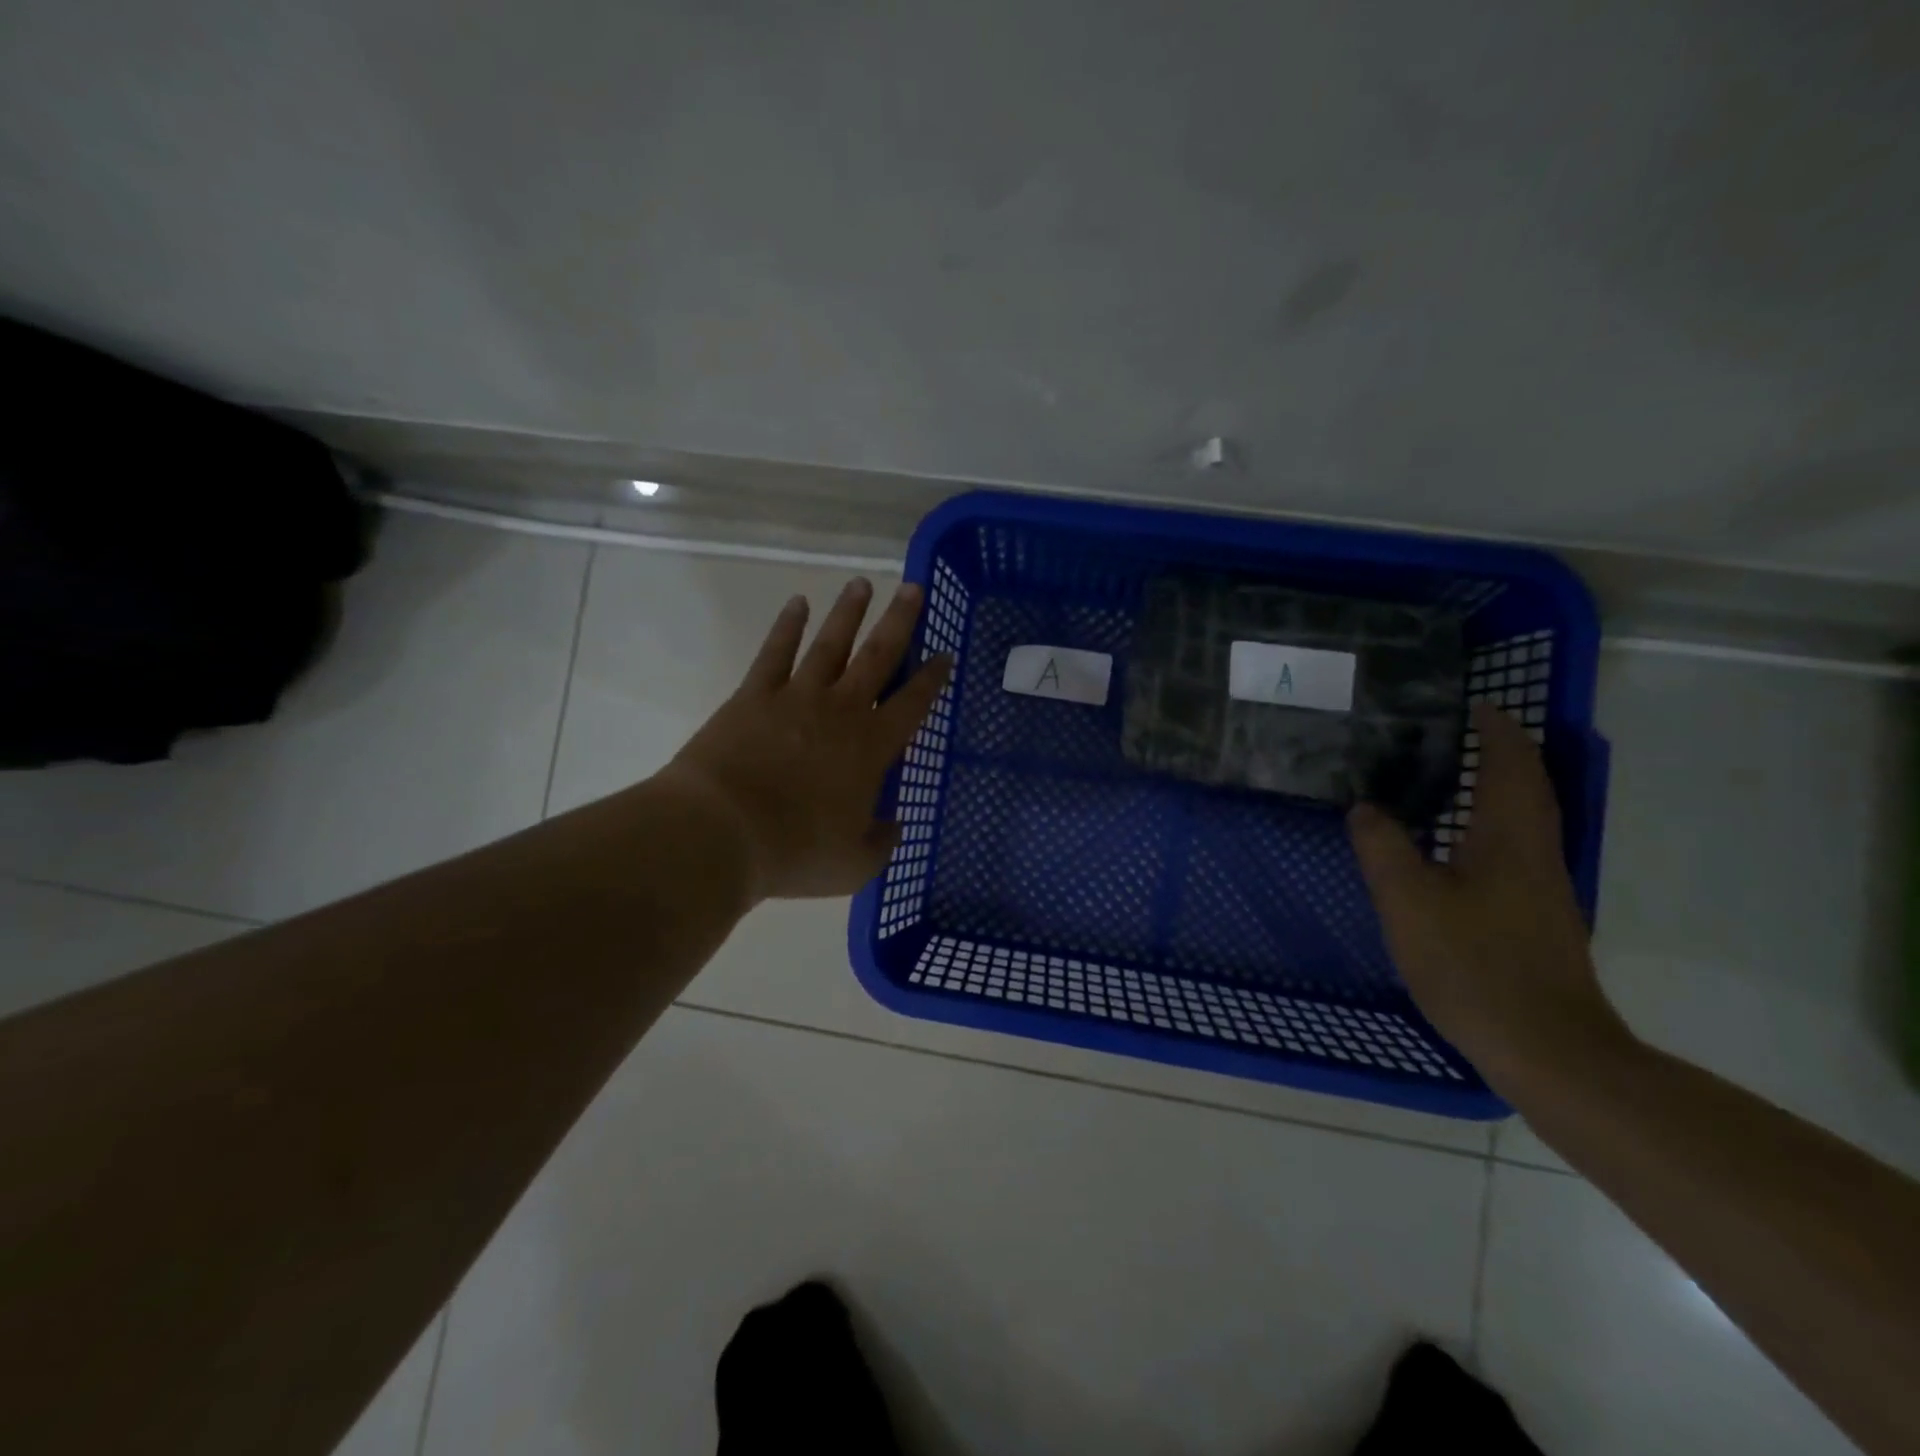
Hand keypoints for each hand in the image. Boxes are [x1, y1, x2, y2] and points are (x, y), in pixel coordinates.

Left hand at [662, 578, 951, 902]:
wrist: (721, 833)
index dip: (932, 678)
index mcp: (871, 748)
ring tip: (862, 584)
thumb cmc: (795, 852)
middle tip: (913, 589)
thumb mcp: (854, 865)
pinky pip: (775, 652)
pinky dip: (787, 626)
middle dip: (899, 622)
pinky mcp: (754, 696)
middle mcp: (841, 711)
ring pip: (830, 644)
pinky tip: (797, 603)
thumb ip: (880, 843)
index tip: (945, 653)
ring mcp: (796, 697)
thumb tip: (891, 827)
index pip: (913, 703)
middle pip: (878, 656)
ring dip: (848, 613)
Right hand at [1346, 703, 1632, 1087]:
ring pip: (1523, 817)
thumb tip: (1365, 807)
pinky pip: (1514, 846)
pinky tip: (1454, 841)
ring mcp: (1541, 886)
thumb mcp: (1408, 902)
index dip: (1496, 728)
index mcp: (1510, 837)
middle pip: (1527, 786)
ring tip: (1449, 774)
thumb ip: (1382, 847)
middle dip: (1501, 751)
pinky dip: (1490, 822)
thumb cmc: (1474, 964)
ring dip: (1497, 785)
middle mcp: (1535, 852)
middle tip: (1455, 731)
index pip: (1511, 764)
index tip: (1472, 702)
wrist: (1545, 1047)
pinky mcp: (1536, 915)